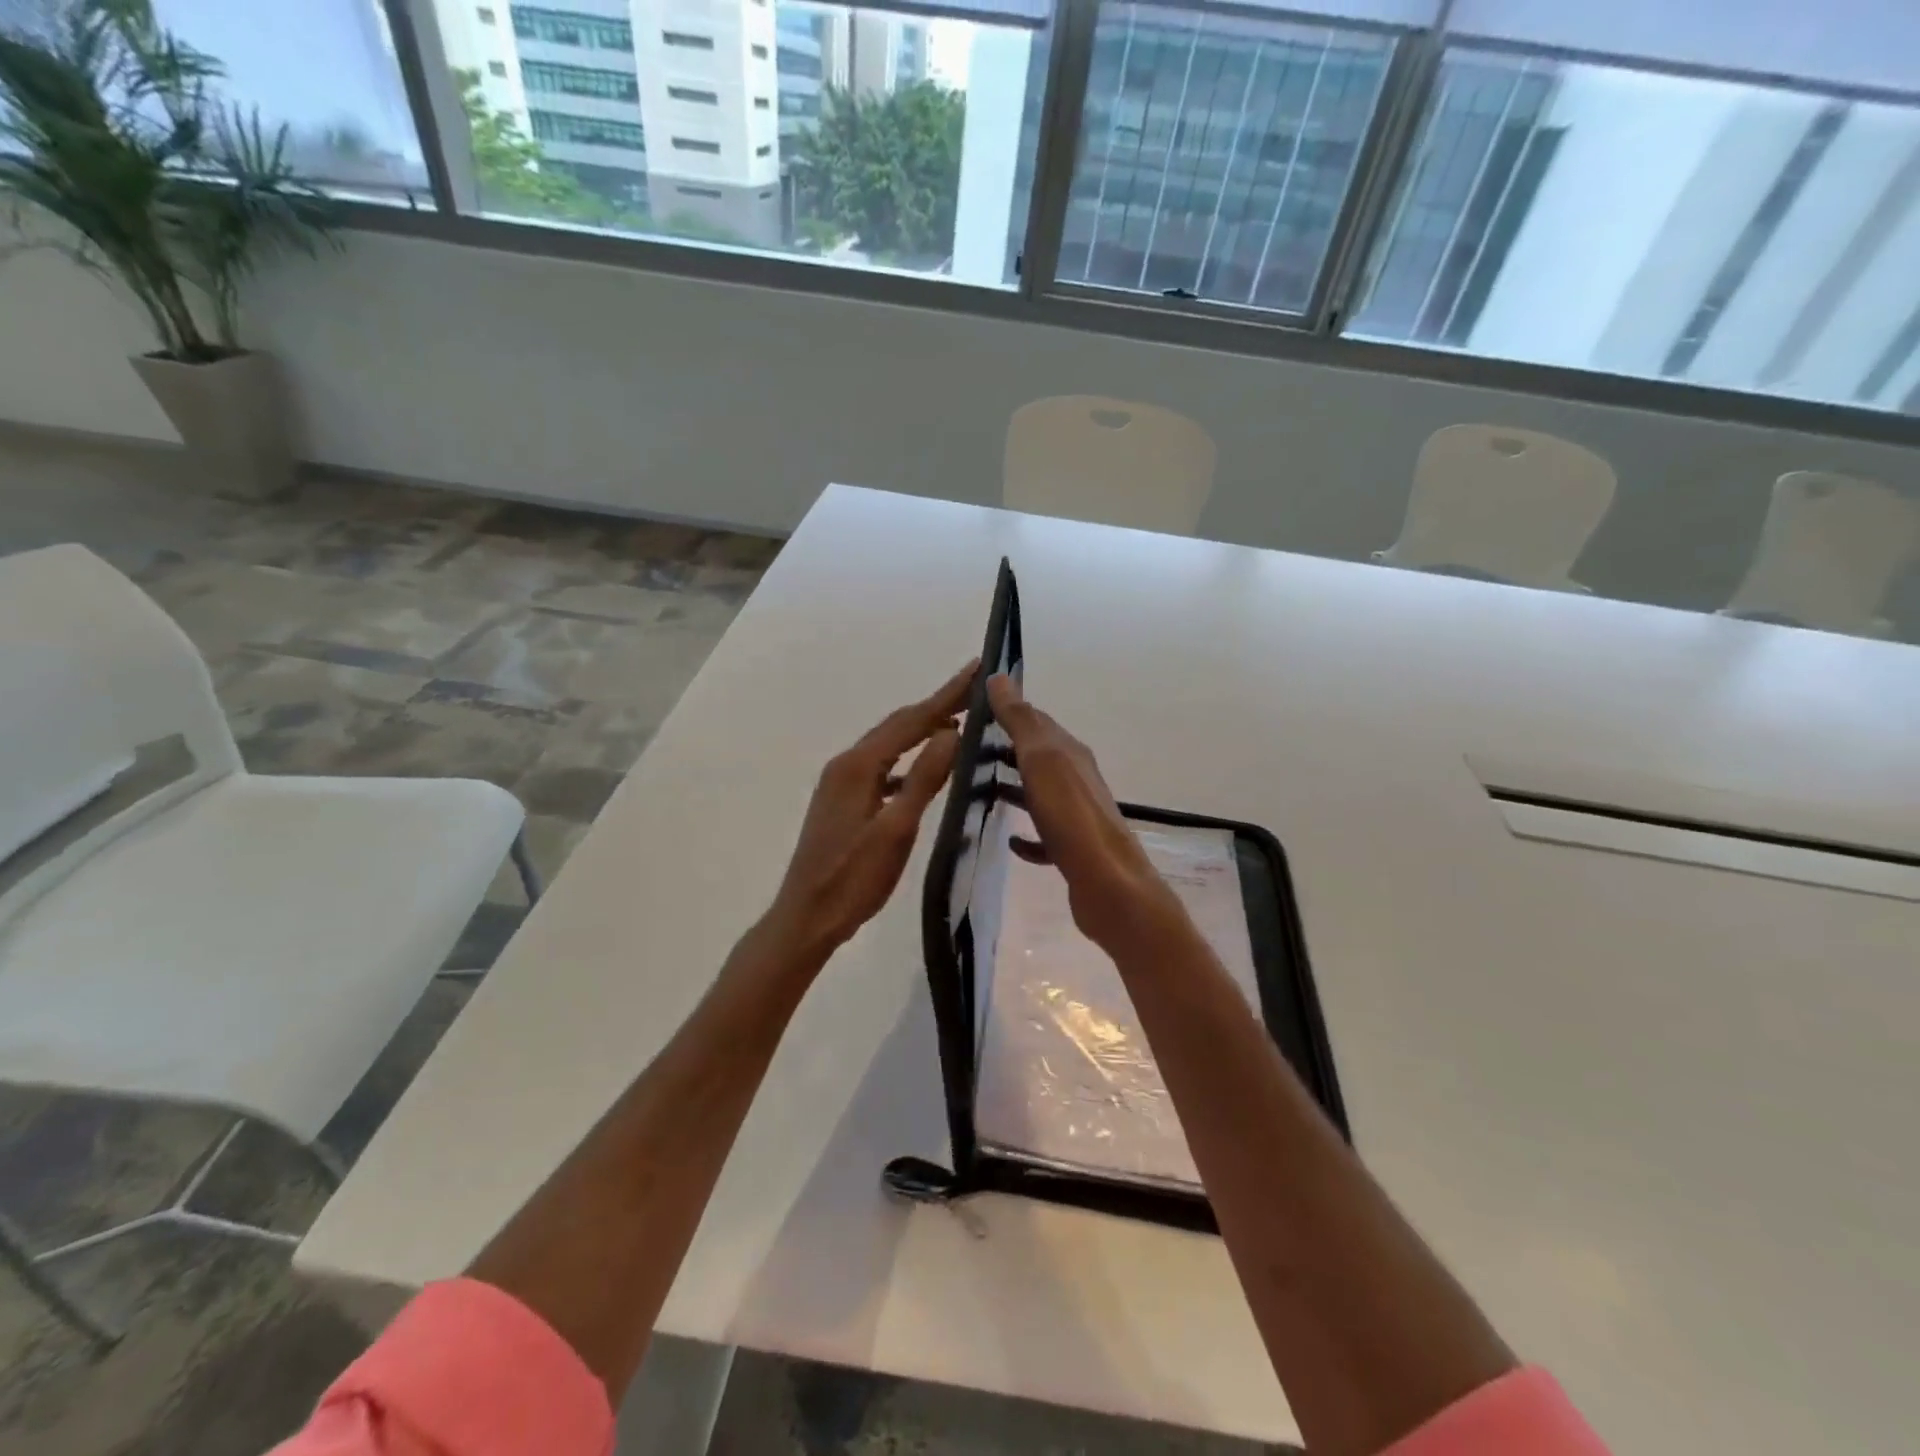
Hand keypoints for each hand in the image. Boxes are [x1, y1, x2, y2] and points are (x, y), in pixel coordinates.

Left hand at [767, 661, 975, 956]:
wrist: (806, 917)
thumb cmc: (853, 879)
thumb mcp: (896, 830)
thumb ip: (924, 778)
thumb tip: (952, 731)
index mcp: (858, 766)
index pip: (911, 720)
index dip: (947, 695)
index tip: (977, 668)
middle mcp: (846, 764)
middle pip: (898, 725)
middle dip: (937, 705)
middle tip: (976, 690)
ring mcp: (841, 782)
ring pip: (890, 745)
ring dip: (923, 730)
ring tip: (959, 722)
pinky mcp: (843, 800)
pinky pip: (883, 767)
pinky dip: (908, 760)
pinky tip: (925, 770)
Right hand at [988, 674, 1181, 949]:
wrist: (1108, 885)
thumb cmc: (1071, 817)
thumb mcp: (1042, 760)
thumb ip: (1021, 721)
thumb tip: (999, 677)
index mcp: (1070, 754)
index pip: (1037, 721)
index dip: (1008, 711)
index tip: (973, 710)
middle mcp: (1077, 780)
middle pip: (1038, 756)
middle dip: (1006, 750)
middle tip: (966, 751)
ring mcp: (1077, 816)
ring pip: (1040, 793)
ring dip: (1014, 788)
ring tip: (978, 790)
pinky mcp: (1072, 851)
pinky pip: (1044, 836)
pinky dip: (1026, 835)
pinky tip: (1010, 841)